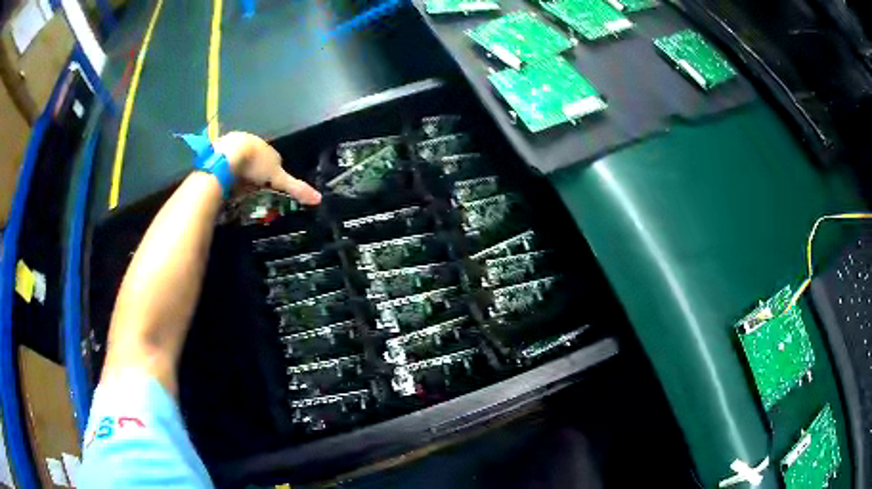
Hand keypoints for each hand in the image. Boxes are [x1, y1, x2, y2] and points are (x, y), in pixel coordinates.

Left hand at [213, 131, 321, 204]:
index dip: (273, 176)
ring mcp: (235, 146)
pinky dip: (227, 172)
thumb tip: (318, 199)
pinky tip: (225, 182)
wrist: (227, 155)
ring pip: (241, 162)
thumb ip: (295, 188)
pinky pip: (226, 164)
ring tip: (237, 189)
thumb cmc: (255, 164)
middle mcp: (253, 144)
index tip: (270, 189)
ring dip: (240, 172)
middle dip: (256, 174)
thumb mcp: (277, 178)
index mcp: (268, 149)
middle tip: (253, 191)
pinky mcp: (220, 151)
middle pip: (257, 162)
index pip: (275, 162)